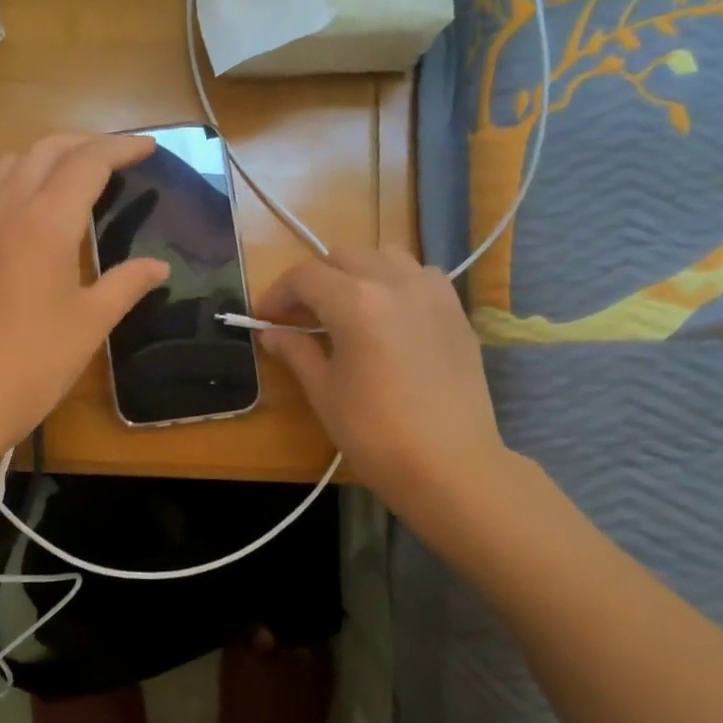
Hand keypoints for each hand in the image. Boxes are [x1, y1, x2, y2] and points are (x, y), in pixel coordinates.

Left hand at [0, 134, 169, 505]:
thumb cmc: (31, 363)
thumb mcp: (90, 324)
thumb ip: (126, 284)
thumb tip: (159, 267)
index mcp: (46, 221)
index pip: (88, 162)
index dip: (121, 147)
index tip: (148, 148)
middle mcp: (6, 205)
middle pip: (47, 149)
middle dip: (87, 144)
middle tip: (118, 158)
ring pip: (10, 161)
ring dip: (47, 155)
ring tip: (73, 174)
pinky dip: (11, 176)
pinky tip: (22, 198)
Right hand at [255, 247, 508, 519]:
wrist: (451, 466)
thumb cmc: (375, 433)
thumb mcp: (324, 392)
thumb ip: (296, 351)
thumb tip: (272, 333)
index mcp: (355, 301)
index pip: (304, 276)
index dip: (277, 293)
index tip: (265, 318)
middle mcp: (394, 282)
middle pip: (343, 256)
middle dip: (315, 279)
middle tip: (301, 316)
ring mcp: (432, 293)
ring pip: (386, 255)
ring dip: (358, 272)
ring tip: (348, 308)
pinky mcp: (456, 311)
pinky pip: (421, 275)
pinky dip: (397, 282)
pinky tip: (391, 315)